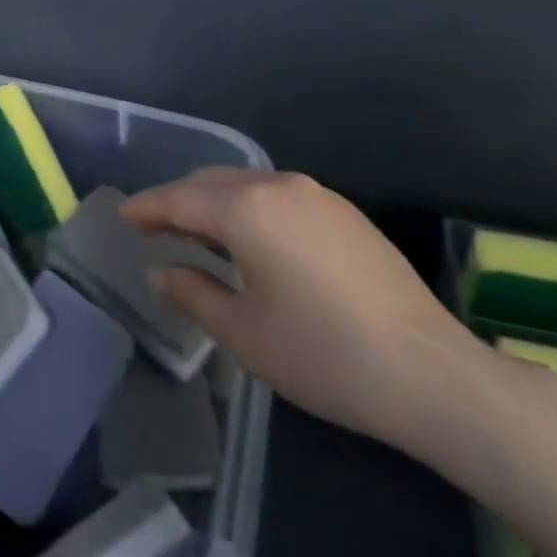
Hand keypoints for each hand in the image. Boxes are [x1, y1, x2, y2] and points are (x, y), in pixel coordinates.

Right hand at [122, 168, 485, 455]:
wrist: (432, 374)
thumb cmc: (325, 355)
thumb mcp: (246, 333)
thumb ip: (194, 294)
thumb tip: (161, 273)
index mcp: (247, 209)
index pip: (180, 199)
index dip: (148, 207)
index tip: (124, 216)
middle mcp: (278, 186)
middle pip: (211, 183)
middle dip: (178, 201)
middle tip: (154, 227)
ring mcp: (316, 195)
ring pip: (246, 184)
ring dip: (215, 202)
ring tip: (197, 234)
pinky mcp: (343, 212)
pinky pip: (278, 195)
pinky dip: (249, 207)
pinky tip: (250, 239)